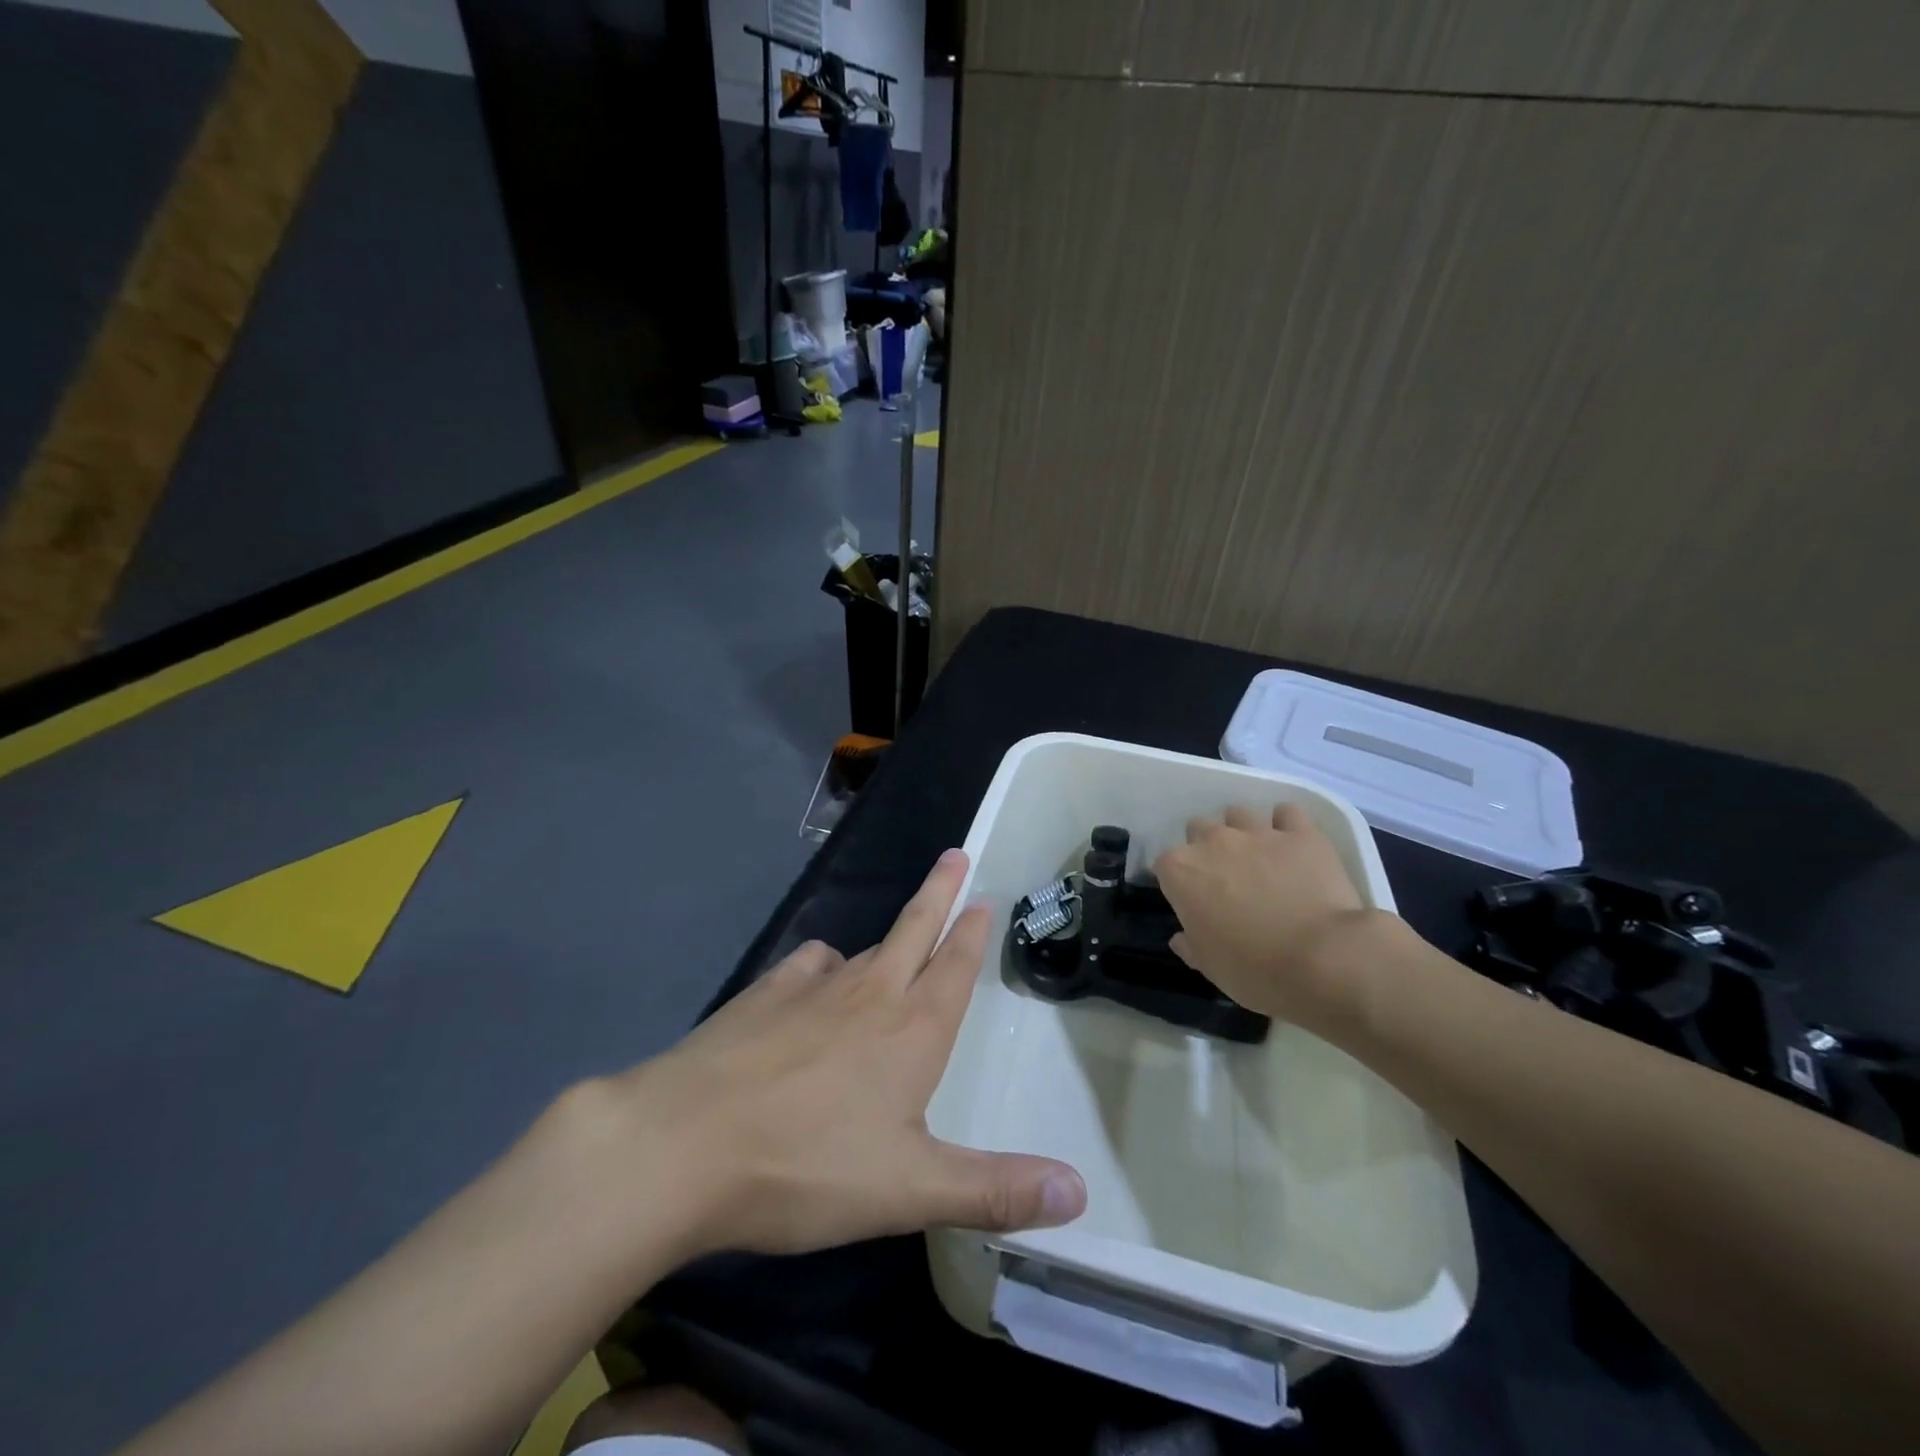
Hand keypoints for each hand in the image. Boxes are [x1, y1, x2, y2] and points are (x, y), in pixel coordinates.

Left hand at [616, 850, 1085, 1256]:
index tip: (983, 897)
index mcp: (911, 1032)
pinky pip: (807, 966)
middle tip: (956, 854)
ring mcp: (810, 990)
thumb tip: (1080, 1191)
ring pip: (863, 951)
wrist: (682, 1145)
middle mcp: (868, 995)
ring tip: (898, 939)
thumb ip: (994, 1189)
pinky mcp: (761, 996)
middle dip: (940, 892)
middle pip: (914, 930)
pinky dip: (824, 965)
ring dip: (888, 938)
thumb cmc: (806, 1167)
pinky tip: (817, 978)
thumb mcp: (909, 1190)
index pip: (952, 968)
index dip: (971, 933)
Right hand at [1153, 804, 1386, 1030]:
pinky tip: (1293, 844)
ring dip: (1243, 832)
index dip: (1178, 882)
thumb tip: (1182, 937)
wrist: (1324, 959)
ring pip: (1238, 814)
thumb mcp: (1211, 967)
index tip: (1192, 901)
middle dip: (1207, 848)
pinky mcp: (1300, 833)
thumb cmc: (1256, 970)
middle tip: (1226, 878)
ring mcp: (1257, 833)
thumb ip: (1191, 945)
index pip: (1165, 865)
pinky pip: (1287, 813)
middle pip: (1198, 829)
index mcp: (1181, 872)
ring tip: (1260, 858)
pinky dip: (1287, 825)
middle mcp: (1213, 842)